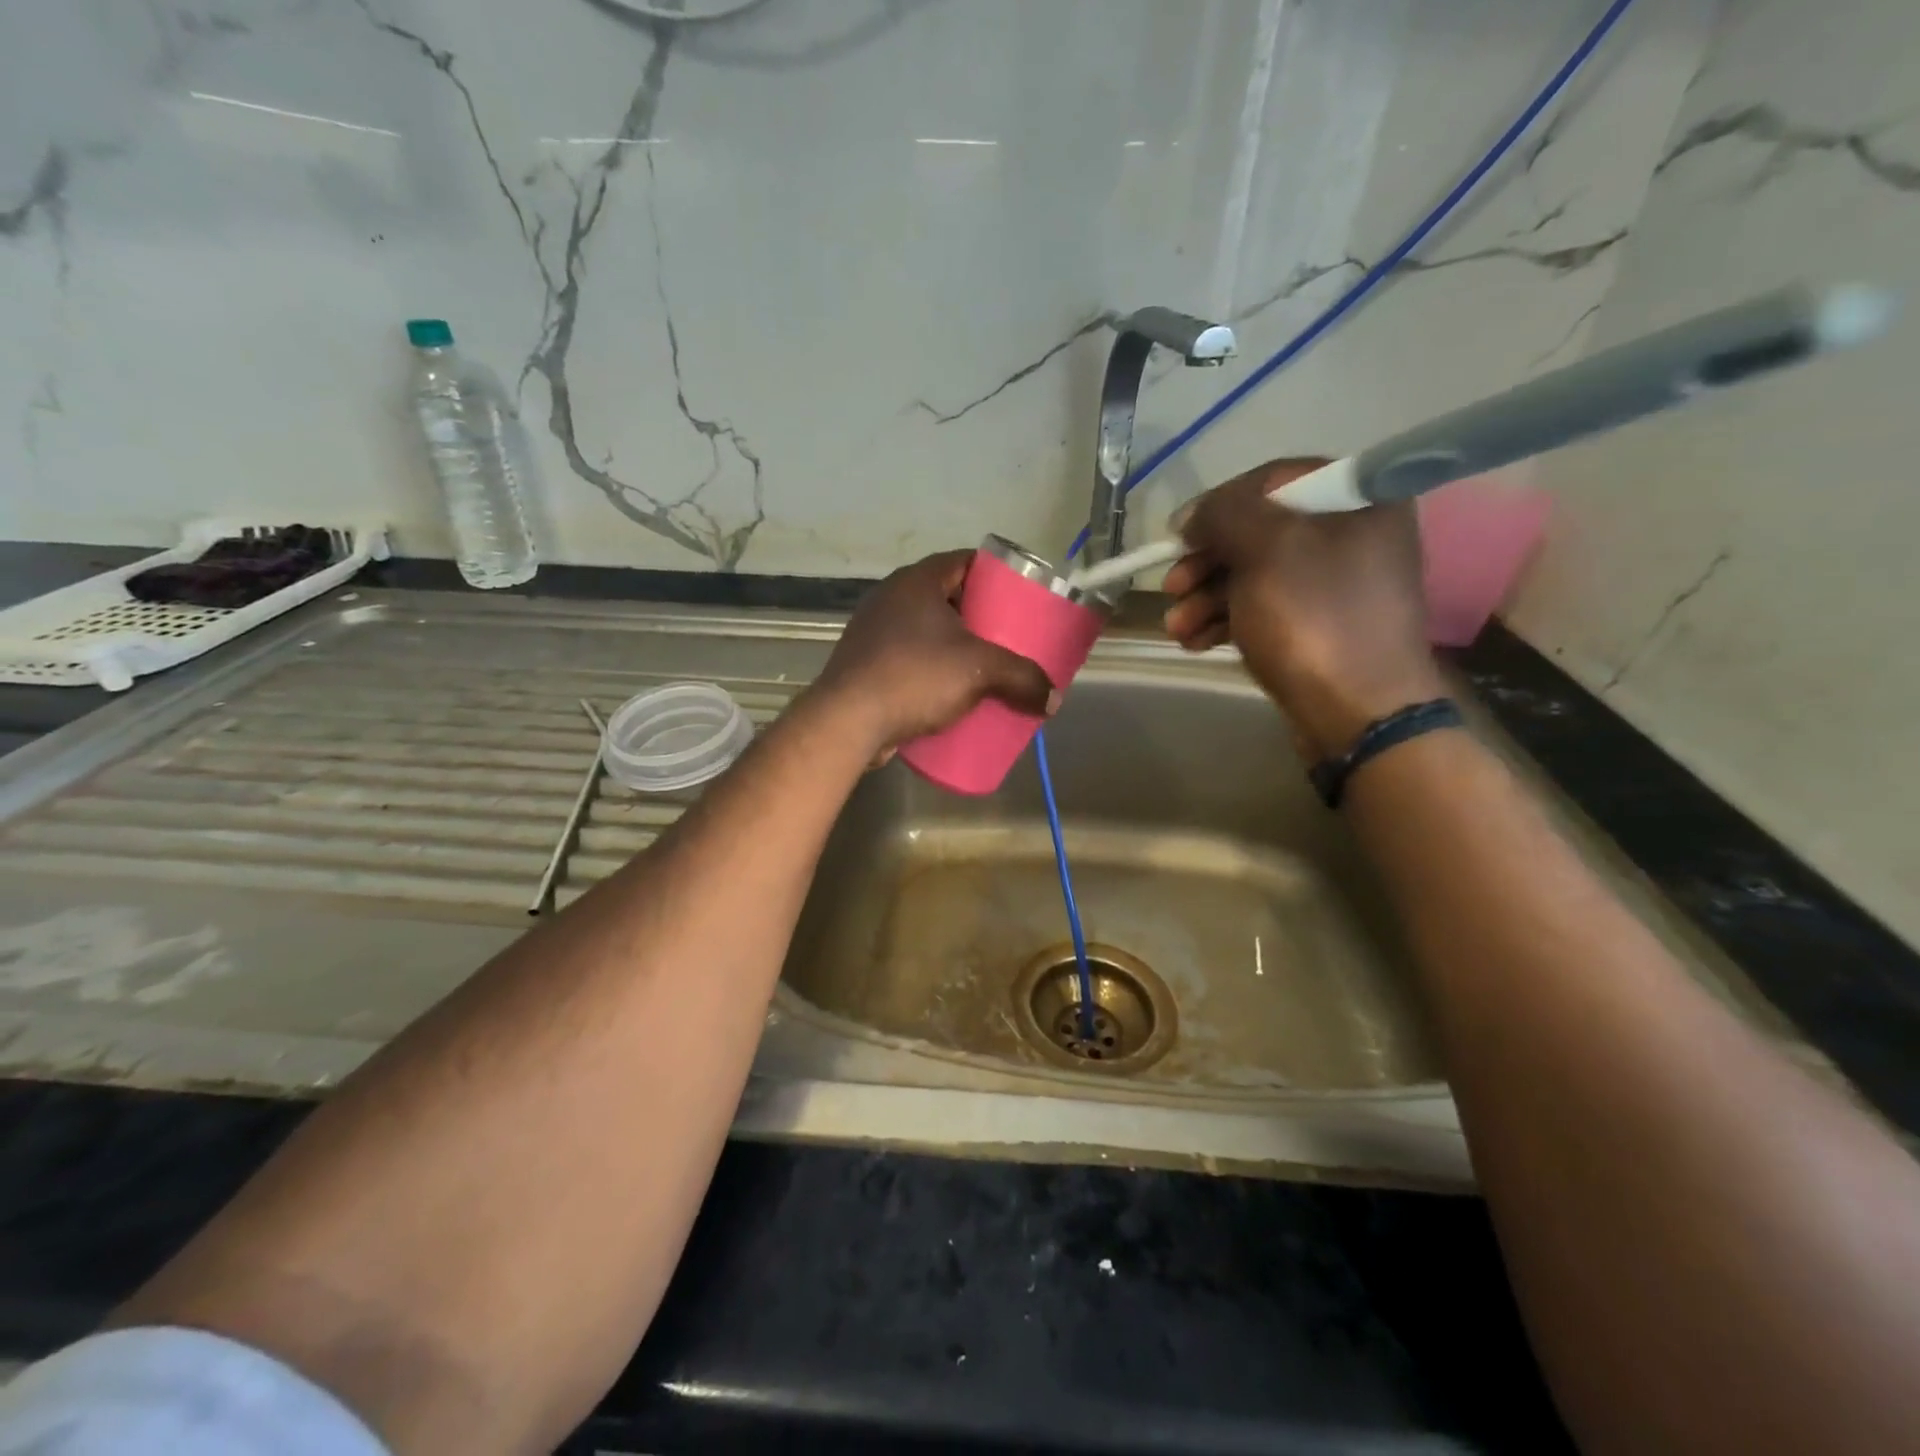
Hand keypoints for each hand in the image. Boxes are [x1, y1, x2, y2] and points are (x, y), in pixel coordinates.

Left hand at [814, 549, 1057, 759]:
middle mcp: (891, 597)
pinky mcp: (864, 662)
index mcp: (917, 581)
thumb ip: (1022, 679)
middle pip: (947, 596)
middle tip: (1008, 636)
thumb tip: (1053, 700)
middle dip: (978, 616)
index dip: (995, 575)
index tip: (1018, 597)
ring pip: (925, 630)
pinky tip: (949, 689)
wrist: (848, 721)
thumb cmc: (915, 677)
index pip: (965, 561)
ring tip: (984, 666)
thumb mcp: (980, 672)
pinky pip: (907, 657)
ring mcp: (873, 630)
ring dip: (953, 645)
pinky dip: (930, 668)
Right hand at [1162, 459, 1445, 758]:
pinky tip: (1195, 641)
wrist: (1358, 713)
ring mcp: (1335, 587)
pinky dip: (1226, 621)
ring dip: (1205, 598)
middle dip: (1206, 562)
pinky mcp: (1318, 628)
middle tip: (1172, 586)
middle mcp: (1352, 536)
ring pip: (1256, 576)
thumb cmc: (1314, 619)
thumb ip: (1227, 515)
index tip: (1180, 534)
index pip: (1276, 481)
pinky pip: (1265, 609)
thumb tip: (1194, 515)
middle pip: (1260, 533)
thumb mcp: (1267, 550)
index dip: (1220, 503)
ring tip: (1176, 627)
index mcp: (1358, 502)